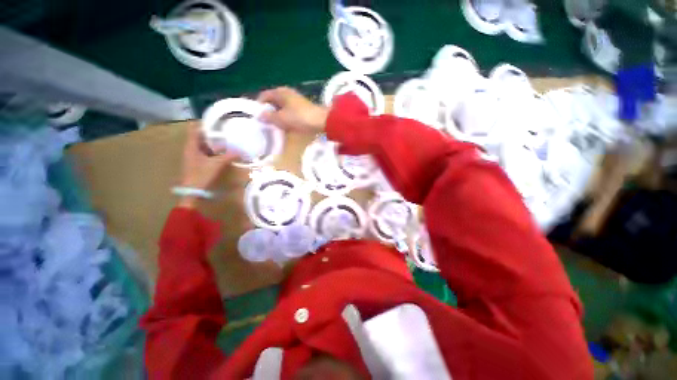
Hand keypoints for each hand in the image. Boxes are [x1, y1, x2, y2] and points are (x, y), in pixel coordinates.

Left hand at [177, 123, 237, 206]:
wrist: (193, 191)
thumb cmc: (202, 174)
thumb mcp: (217, 164)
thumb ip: (229, 156)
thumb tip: (241, 151)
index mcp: (191, 146)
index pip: (194, 130)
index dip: (202, 124)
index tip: (214, 121)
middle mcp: (190, 149)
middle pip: (200, 138)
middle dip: (211, 134)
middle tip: (224, 131)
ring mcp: (193, 157)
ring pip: (203, 146)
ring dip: (213, 144)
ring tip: (226, 141)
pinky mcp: (197, 163)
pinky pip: (205, 153)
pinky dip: (213, 152)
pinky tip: (222, 153)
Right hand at [257, 87, 328, 133]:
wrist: (321, 121)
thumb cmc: (299, 117)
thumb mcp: (281, 118)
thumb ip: (269, 116)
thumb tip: (260, 115)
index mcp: (280, 92)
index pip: (264, 96)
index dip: (259, 106)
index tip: (257, 117)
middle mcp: (286, 93)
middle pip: (272, 102)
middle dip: (268, 112)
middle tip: (265, 123)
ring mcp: (295, 100)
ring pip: (281, 108)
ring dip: (277, 116)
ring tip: (274, 126)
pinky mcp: (301, 108)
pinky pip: (289, 112)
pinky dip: (285, 118)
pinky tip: (285, 126)